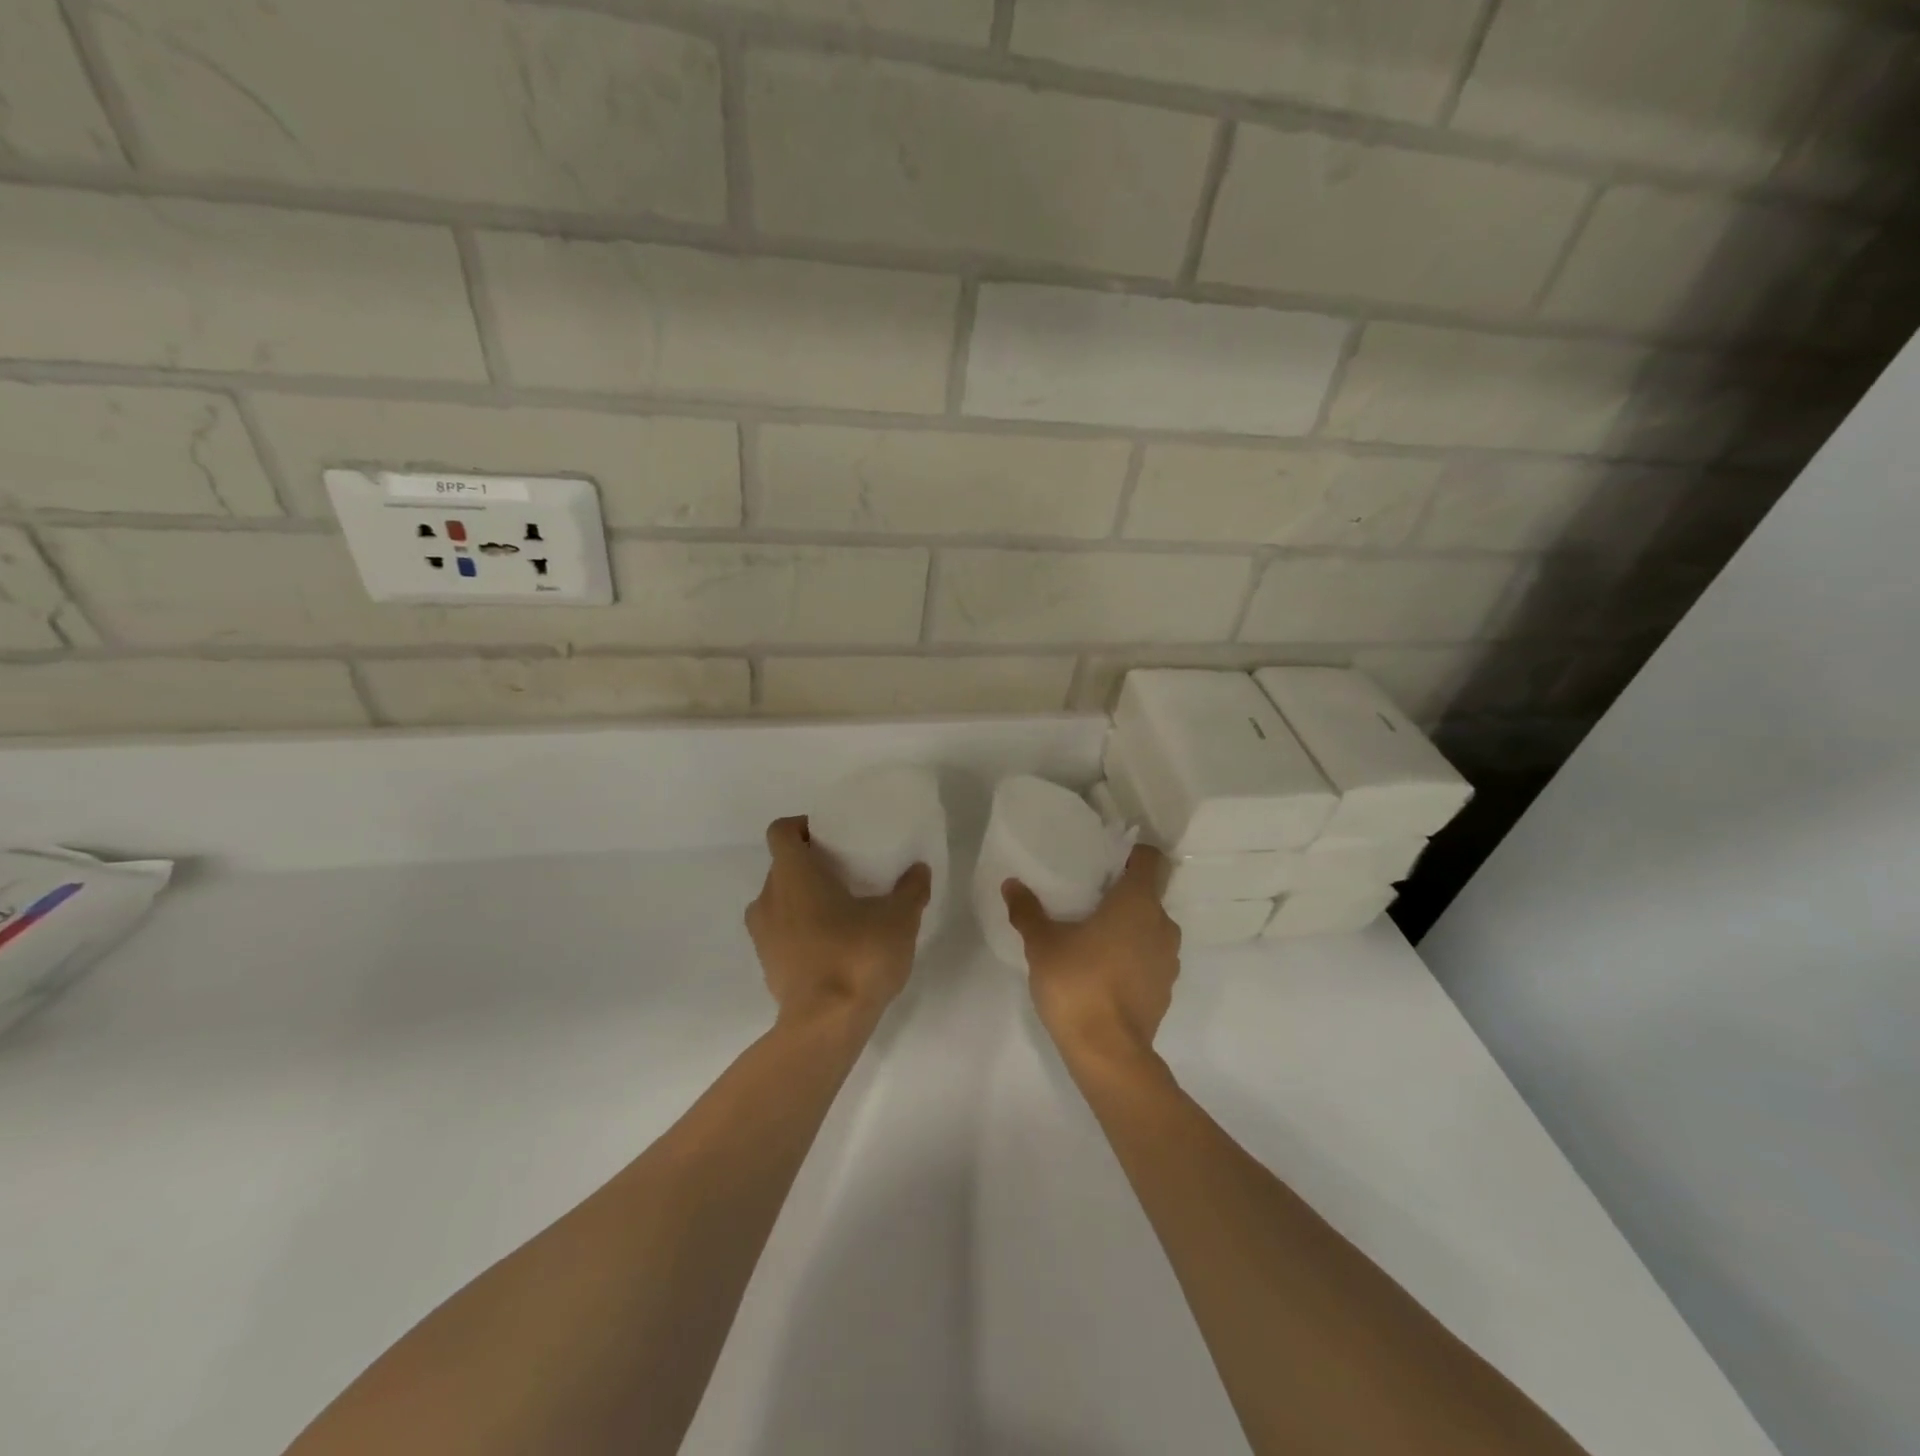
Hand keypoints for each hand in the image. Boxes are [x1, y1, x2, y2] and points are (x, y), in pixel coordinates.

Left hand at [746, 816, 931, 1029]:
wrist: (825, 1025)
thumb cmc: (857, 956)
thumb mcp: (898, 919)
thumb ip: (910, 889)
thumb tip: (919, 870)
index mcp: (793, 875)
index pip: (781, 831)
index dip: (802, 826)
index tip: (830, 835)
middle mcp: (768, 898)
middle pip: (781, 866)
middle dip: (809, 865)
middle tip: (845, 871)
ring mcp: (763, 935)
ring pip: (779, 901)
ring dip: (802, 899)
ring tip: (840, 909)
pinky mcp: (767, 966)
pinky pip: (780, 933)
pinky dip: (800, 930)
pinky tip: (832, 944)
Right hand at [1003, 845, 1180, 1069]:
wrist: (1108, 1052)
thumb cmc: (1077, 983)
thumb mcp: (1042, 944)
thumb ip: (1027, 911)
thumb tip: (1011, 884)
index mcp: (1138, 902)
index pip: (1150, 859)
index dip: (1131, 854)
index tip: (1105, 861)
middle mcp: (1162, 924)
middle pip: (1149, 895)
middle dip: (1122, 894)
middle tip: (1088, 899)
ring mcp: (1169, 959)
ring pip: (1151, 928)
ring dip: (1128, 928)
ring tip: (1093, 936)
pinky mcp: (1166, 989)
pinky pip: (1150, 958)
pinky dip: (1133, 957)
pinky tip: (1103, 971)